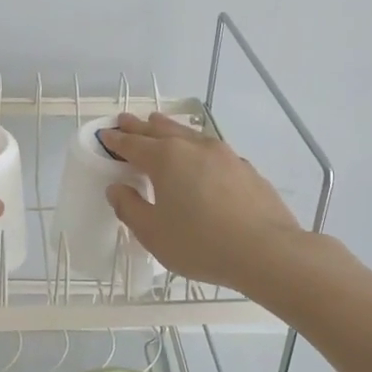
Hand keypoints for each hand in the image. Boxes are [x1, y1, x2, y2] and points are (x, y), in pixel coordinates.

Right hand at [98, 112, 305, 291]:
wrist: (267, 251)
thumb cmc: (200, 243)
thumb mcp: (153, 233)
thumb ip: (130, 208)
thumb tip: (117, 188)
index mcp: (165, 159)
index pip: (133, 144)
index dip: (116, 140)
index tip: (104, 135)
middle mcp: (193, 147)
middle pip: (160, 131)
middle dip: (140, 126)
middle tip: (125, 120)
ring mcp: (224, 155)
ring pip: (189, 134)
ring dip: (169, 128)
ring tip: (159, 125)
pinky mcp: (245, 168)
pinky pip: (211, 149)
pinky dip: (195, 147)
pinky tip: (199, 156)